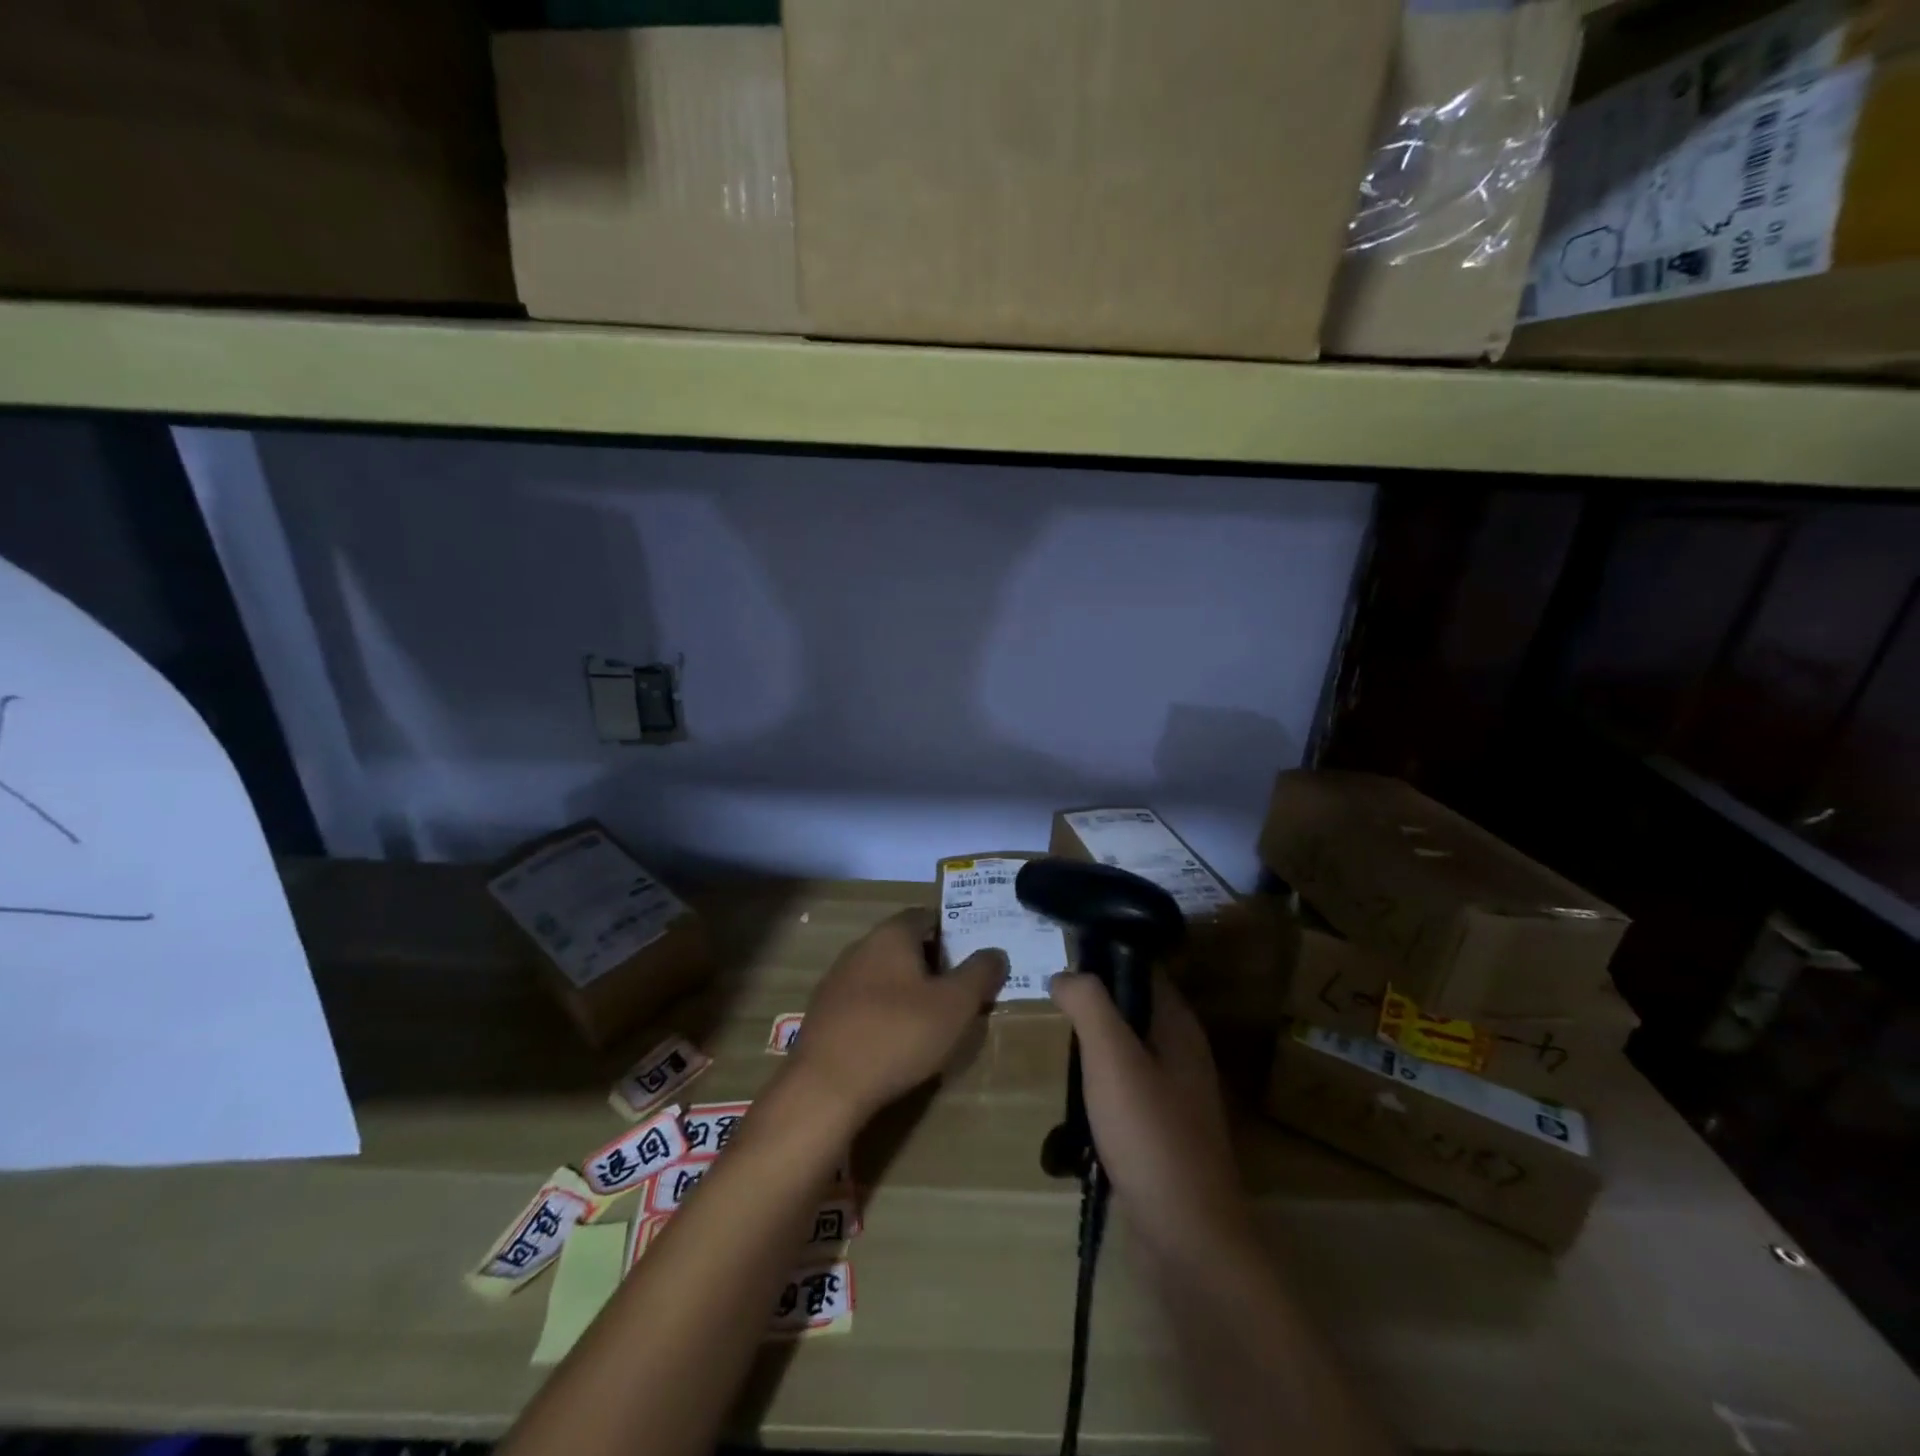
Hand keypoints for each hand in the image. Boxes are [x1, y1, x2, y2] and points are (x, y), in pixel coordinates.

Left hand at [790, 908, 1007, 1124]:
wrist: (825, 1087)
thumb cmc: (898, 1034)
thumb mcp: (955, 1005)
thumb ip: (979, 974)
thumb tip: (996, 953)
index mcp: (891, 935)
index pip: (926, 916)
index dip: (952, 931)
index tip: (972, 956)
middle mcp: (860, 948)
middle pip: (903, 944)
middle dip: (932, 962)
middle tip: (959, 990)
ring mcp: (836, 981)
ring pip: (882, 974)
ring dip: (906, 989)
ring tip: (931, 1019)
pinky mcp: (823, 1014)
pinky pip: (863, 1002)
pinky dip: (883, 1012)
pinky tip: (895, 1040)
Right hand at [1048, 971, 1252, 1264]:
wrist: (1187, 1240)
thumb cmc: (1150, 1136)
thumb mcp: (1112, 1058)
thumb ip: (1089, 1005)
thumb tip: (1065, 973)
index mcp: (1180, 1027)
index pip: (1143, 969)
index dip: (1105, 956)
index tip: (1061, 955)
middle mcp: (1182, 1054)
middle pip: (1133, 1009)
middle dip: (1093, 1002)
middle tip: (1047, 1000)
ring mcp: (1174, 1097)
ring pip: (1126, 1051)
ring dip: (1092, 1046)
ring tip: (1053, 1042)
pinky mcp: (1161, 1133)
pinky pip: (1124, 1090)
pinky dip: (1098, 1085)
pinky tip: (1072, 1097)